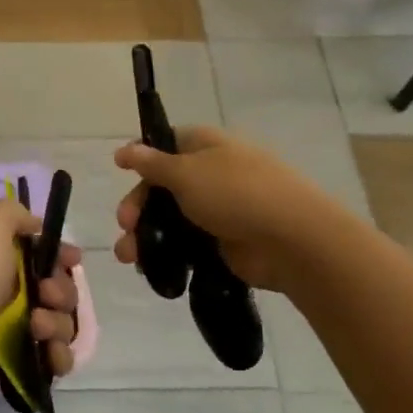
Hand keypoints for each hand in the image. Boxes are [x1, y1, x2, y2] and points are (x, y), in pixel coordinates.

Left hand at [0, 199, 82, 402]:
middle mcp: (6, 288)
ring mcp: (12, 327)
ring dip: (58, 323)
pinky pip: (53, 358)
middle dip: (62, 290)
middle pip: (57, 287)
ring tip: (36, 327)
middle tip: (46, 294)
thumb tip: (35, 224)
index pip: (41, 252)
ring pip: (59, 322)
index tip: (72, 259)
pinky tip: (48, 353)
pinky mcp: (16, 360)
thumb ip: (14, 213)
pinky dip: (58, 356)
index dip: (60, 255)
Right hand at [114, 126, 326, 291]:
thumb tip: (126, 149)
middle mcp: (211, 174)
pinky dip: (167, 255)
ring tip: (128, 257)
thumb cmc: (236, 193)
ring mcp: (220, 210)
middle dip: (138, 206)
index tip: (120, 171)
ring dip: (145, 236)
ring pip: (171, 219)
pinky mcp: (224, 242)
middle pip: (162, 186)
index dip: (142, 157)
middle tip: (125, 225)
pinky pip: (186, 246)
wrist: (292, 240)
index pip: (166, 144)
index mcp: (206, 146)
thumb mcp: (185, 172)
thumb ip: (152, 164)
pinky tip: (148, 269)